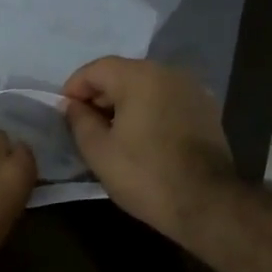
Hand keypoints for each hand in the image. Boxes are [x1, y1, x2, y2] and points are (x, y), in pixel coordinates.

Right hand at [61, 56, 238, 241]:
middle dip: (100, 95)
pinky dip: (149, 110)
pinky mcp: (206, 109)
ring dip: (125, 102)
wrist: (207, 203)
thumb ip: (79, 120)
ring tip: (112, 132)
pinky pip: (167, 99)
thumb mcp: (99, 151)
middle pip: (123, 73)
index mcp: (140, 76)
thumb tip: (72, 105)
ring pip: (147, 86)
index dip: (74, 88)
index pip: (97, 68)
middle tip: (85, 124)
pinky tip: (142, 136)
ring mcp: (192, 89)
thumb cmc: (145, 175)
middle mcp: (169, 73)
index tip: (64, 112)